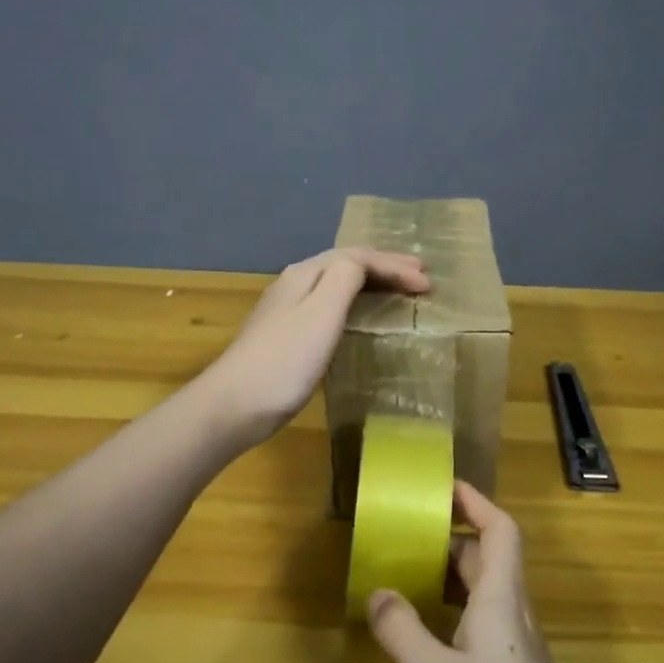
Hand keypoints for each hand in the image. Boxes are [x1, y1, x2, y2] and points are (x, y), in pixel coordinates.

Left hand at [201, 247, 429, 447]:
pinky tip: (361, 317)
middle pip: (346, 265)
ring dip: (372, 284)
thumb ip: (345, 277)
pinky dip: (356, 304)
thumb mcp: (322, 311)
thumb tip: (361, 263)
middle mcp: (295, 284)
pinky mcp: (287, 336)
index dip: (394, 266)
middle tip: (421, 278)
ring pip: (337, 285)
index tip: (427, 285)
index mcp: (306, 274)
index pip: (357, 257)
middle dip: (385, 268)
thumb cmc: (286, 359)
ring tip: (399, 291)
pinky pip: (331, 306)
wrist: (236, 405)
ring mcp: (288, 310)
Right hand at [369, 483, 608, 662]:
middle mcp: (514, 618)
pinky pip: (482, 628)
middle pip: (489, 560)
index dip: (476, 502)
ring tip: (405, 578)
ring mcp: (518, 655)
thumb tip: (378, 590)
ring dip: (450, 578)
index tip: (442, 485)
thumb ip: (403, 632)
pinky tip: (426, 640)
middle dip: (452, 538)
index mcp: (501, 602)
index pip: (500, 531)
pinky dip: (453, 616)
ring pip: (486, 596)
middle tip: (406, 533)